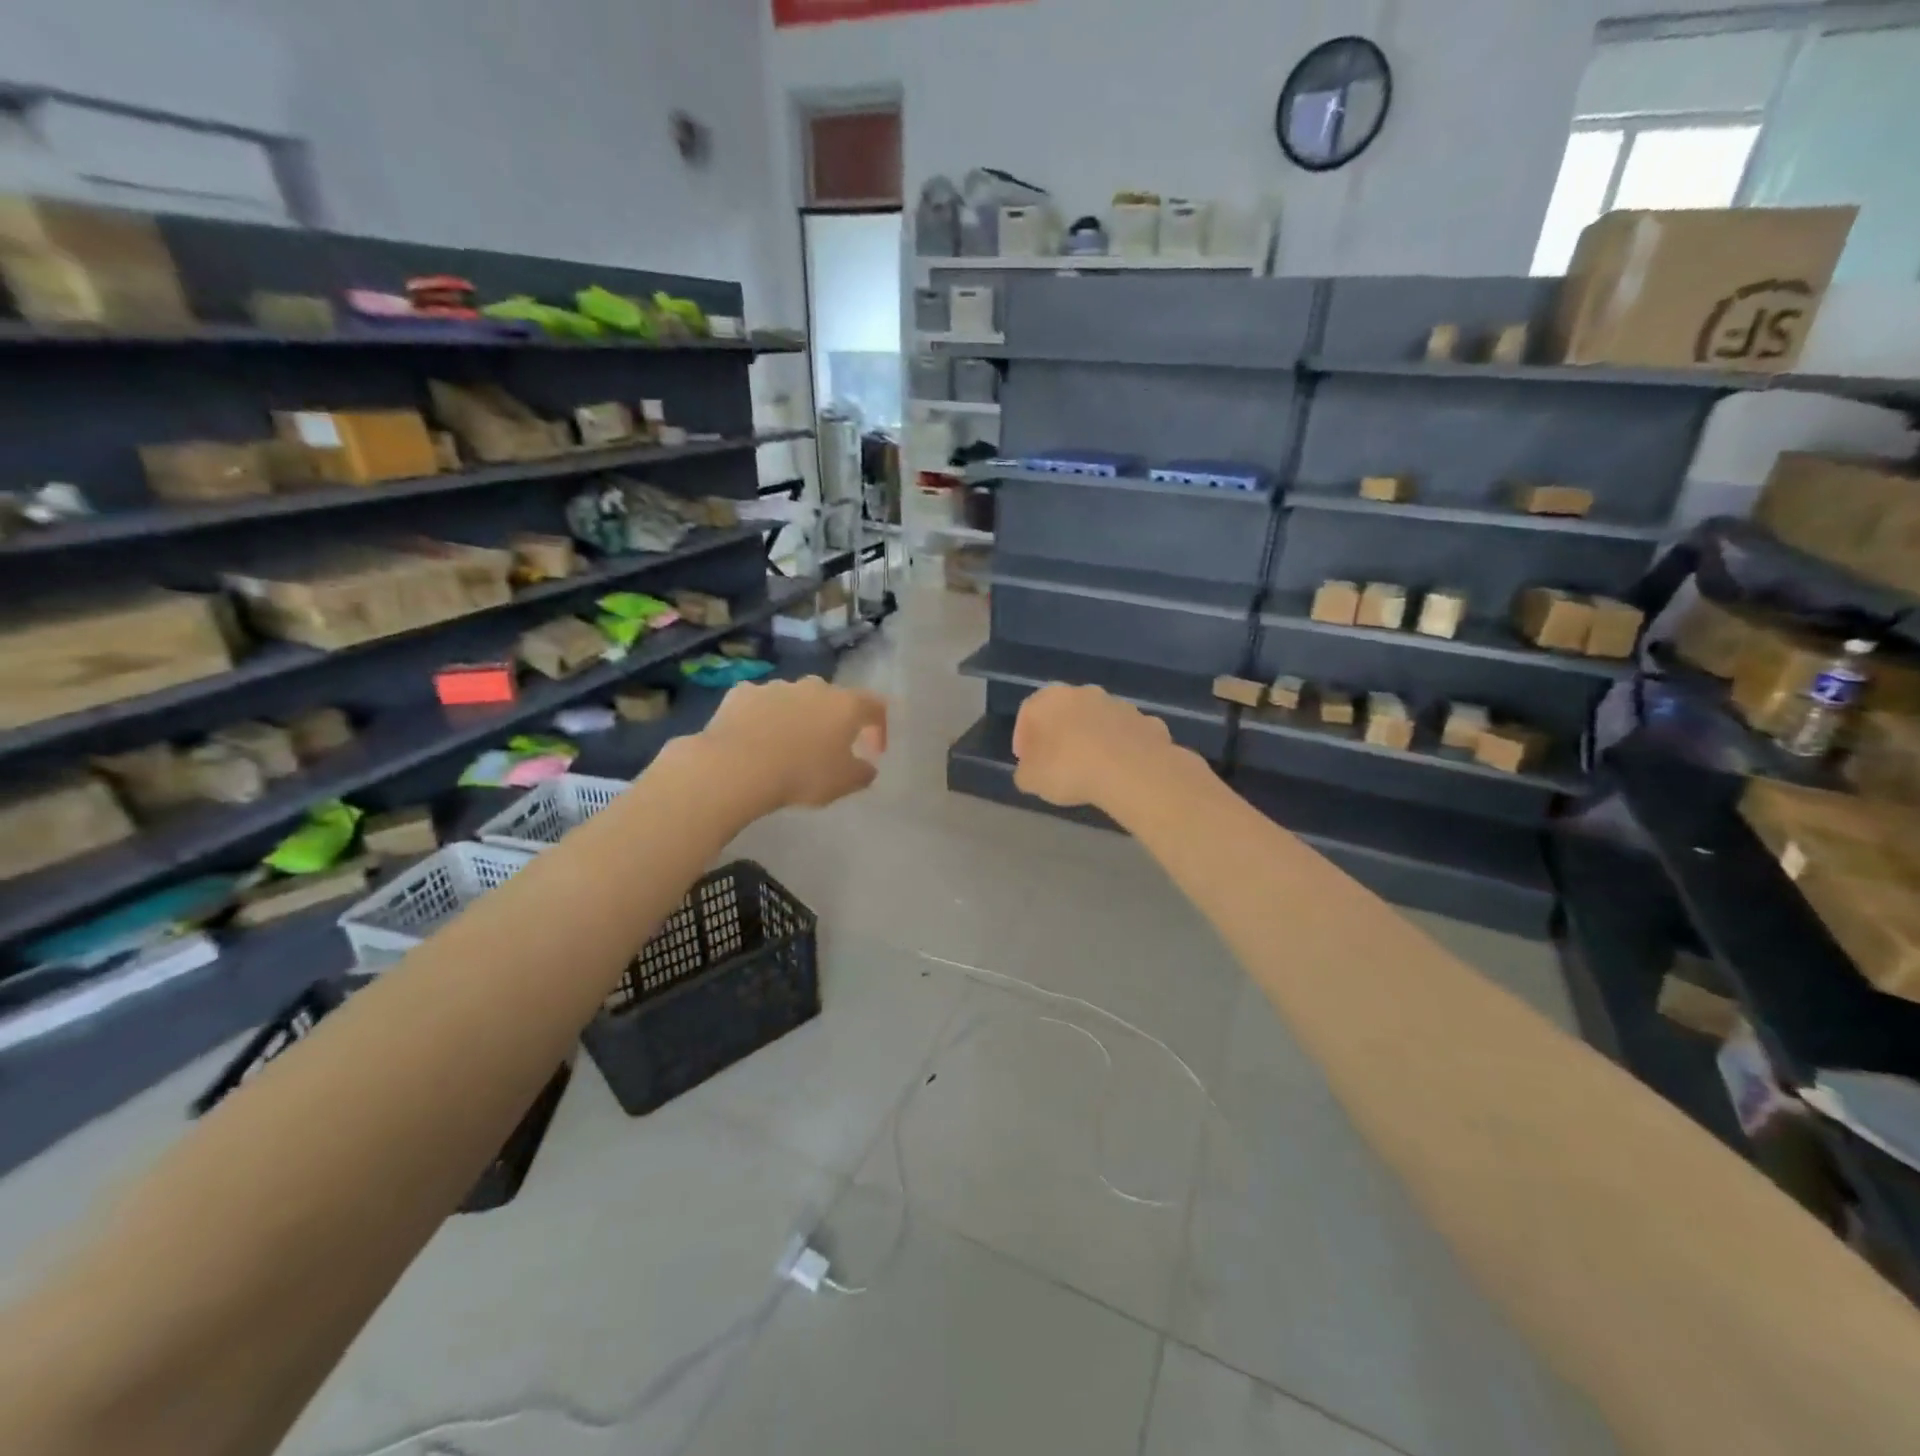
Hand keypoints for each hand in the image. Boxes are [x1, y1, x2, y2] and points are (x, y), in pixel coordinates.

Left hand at [696, 676, 888, 809]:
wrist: (737, 766)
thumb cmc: (802, 774)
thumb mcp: (844, 783)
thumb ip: (862, 773)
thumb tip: (866, 767)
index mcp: (845, 705)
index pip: (874, 707)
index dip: (879, 728)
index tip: (873, 752)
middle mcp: (814, 687)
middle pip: (832, 699)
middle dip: (833, 721)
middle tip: (828, 748)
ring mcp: (776, 686)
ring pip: (794, 699)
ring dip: (797, 718)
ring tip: (787, 747)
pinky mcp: (742, 693)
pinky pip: (760, 703)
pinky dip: (762, 717)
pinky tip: (754, 740)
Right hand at [1013, 683, 1174, 808]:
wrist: (1131, 771)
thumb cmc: (1069, 769)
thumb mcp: (1031, 780)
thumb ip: (1025, 772)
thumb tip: (1030, 770)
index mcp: (1050, 699)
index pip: (1028, 712)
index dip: (1023, 737)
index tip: (1026, 760)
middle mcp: (1084, 693)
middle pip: (1065, 711)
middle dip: (1059, 733)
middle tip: (1056, 761)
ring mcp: (1119, 705)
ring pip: (1098, 719)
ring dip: (1092, 737)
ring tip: (1090, 767)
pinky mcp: (1147, 721)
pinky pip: (1126, 734)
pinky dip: (1121, 747)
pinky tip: (1120, 770)